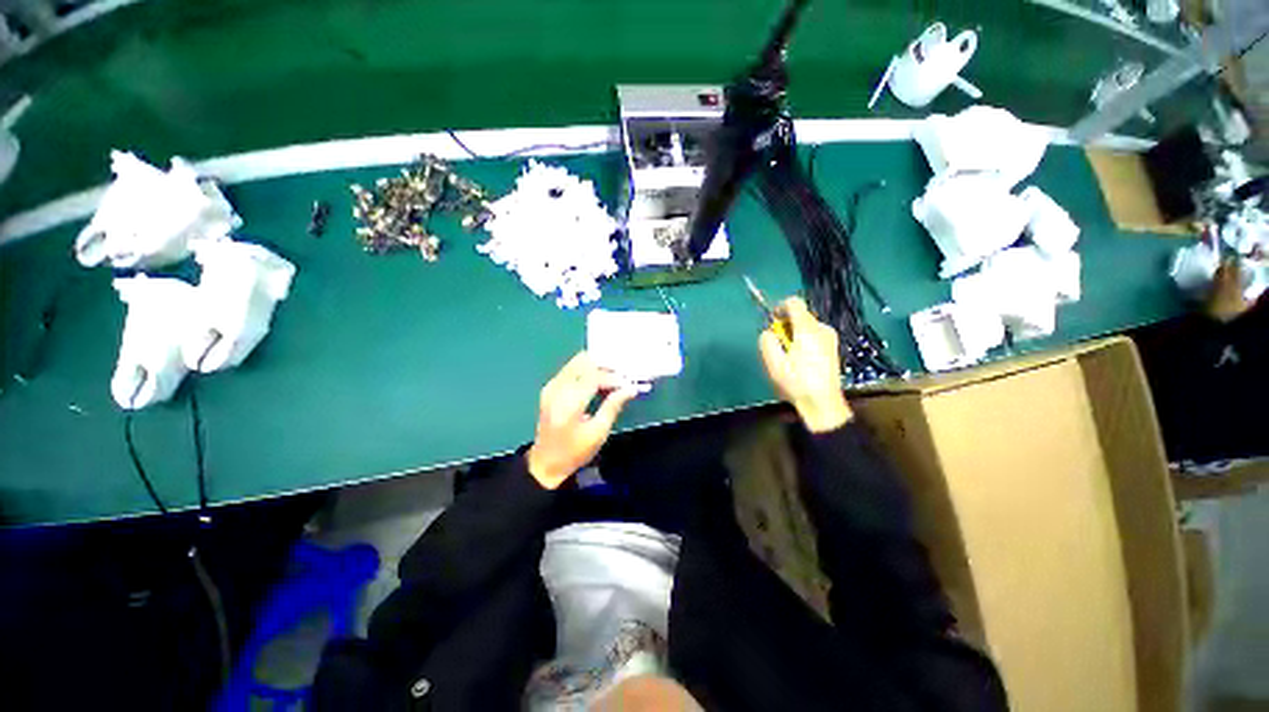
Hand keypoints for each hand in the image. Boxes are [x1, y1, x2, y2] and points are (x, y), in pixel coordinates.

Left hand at [526, 352, 639, 488]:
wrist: (545, 463)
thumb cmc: (575, 452)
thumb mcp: (598, 433)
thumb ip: (613, 406)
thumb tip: (630, 388)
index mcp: (569, 404)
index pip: (593, 377)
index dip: (613, 377)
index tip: (629, 384)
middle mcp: (557, 389)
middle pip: (583, 363)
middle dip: (605, 366)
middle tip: (623, 375)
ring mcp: (551, 386)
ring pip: (577, 362)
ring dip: (596, 366)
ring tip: (613, 377)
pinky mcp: (550, 387)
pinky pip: (571, 369)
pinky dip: (587, 370)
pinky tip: (599, 381)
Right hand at [759, 297, 852, 432]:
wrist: (822, 403)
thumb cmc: (796, 383)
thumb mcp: (773, 363)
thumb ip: (767, 342)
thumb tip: (768, 332)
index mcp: (807, 330)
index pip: (794, 303)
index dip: (780, 307)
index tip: (772, 321)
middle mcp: (822, 329)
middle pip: (800, 315)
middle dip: (786, 325)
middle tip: (777, 344)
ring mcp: (830, 338)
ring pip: (807, 326)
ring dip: (794, 334)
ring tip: (787, 355)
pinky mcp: (833, 348)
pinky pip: (814, 335)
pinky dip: (803, 341)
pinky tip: (799, 360)